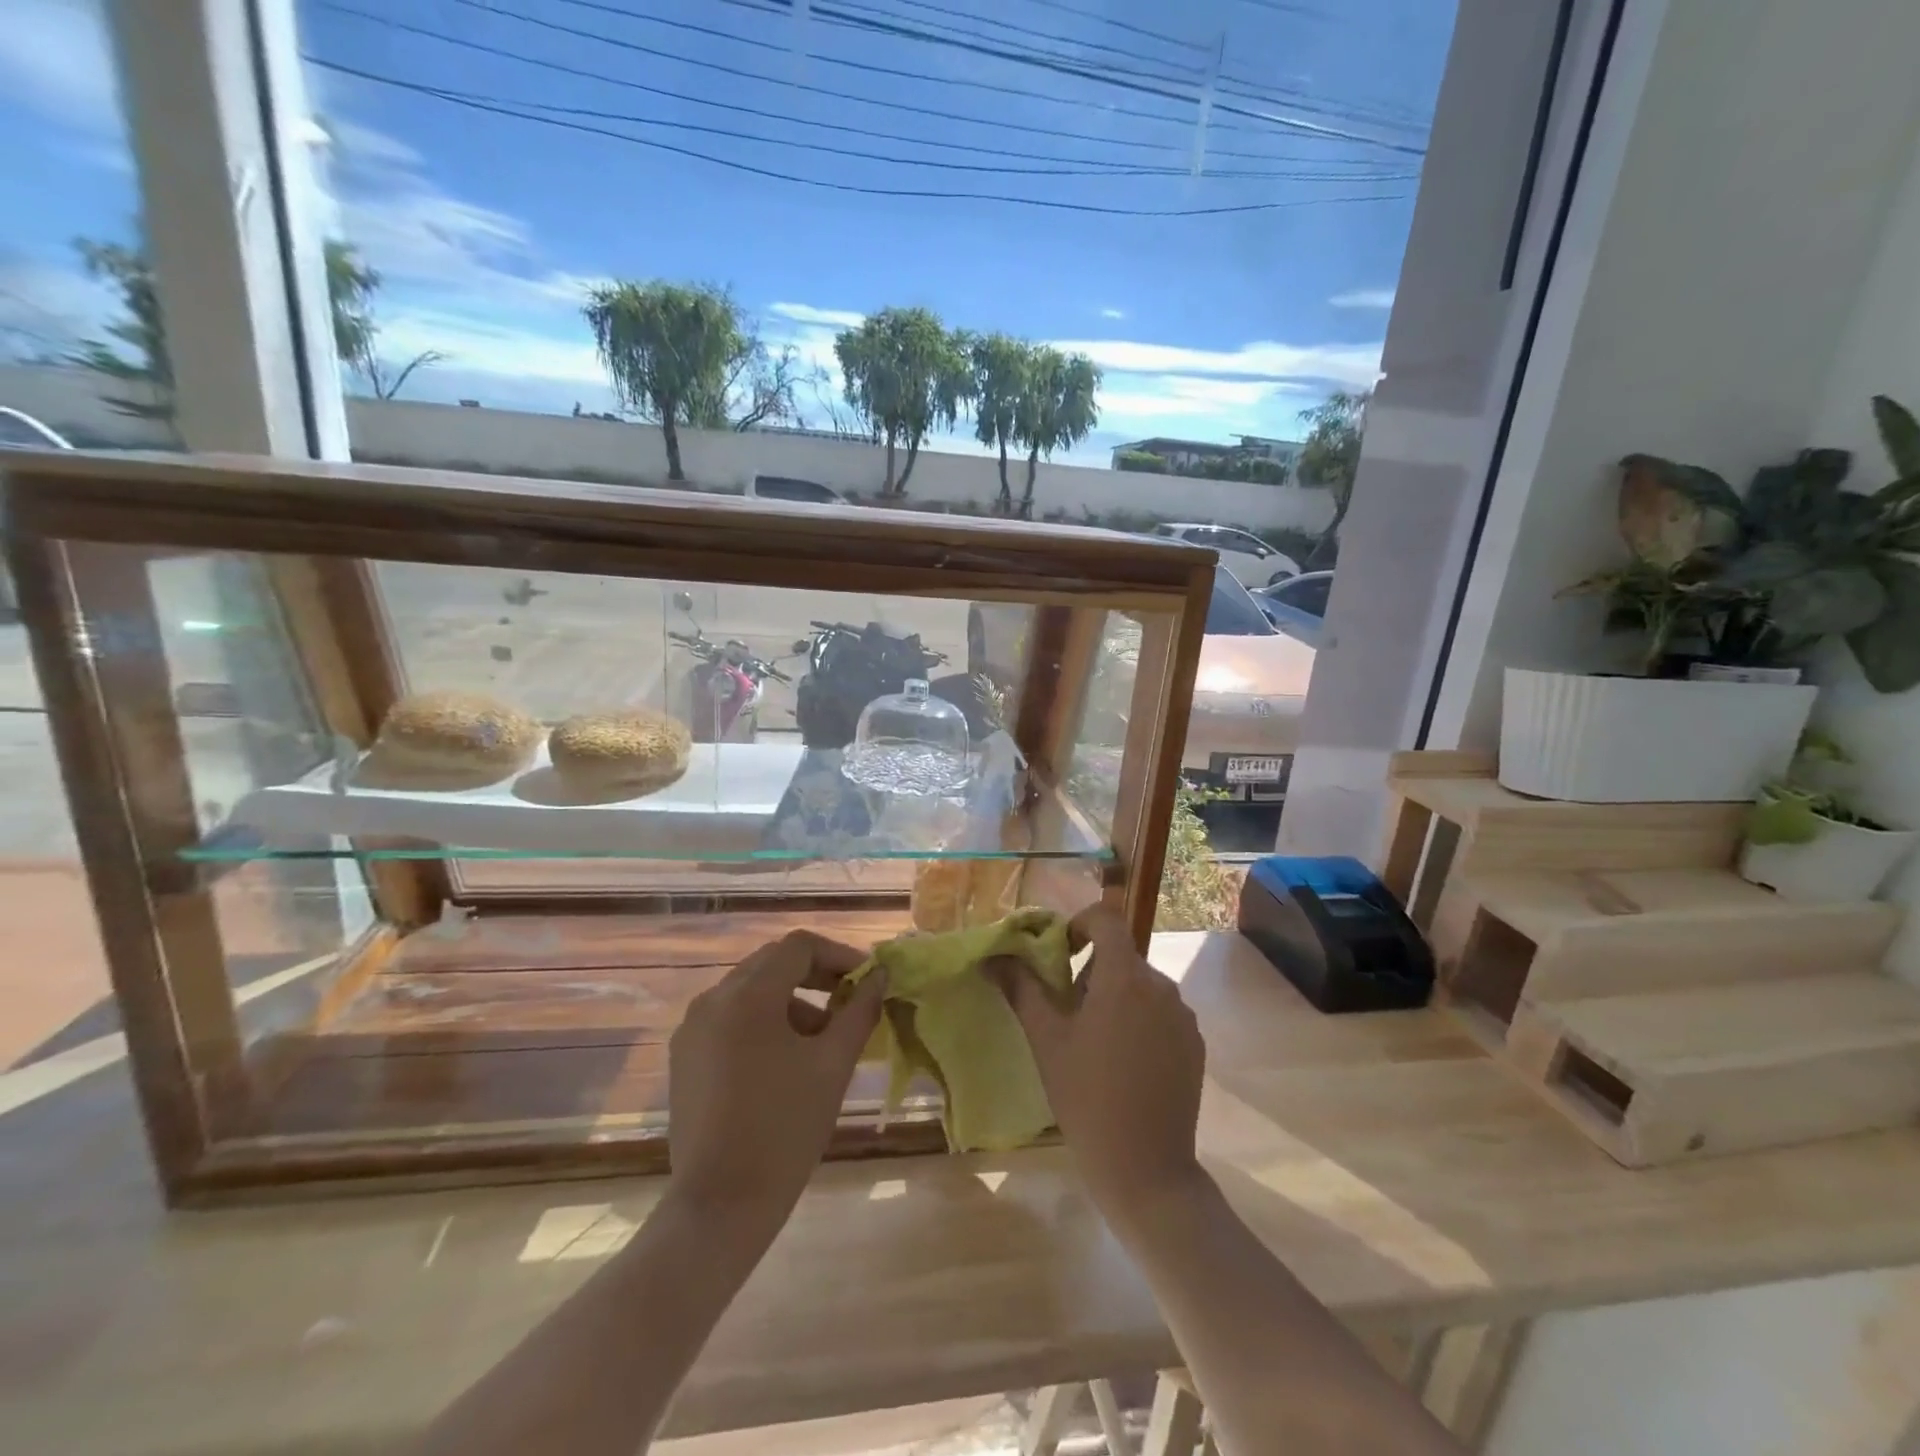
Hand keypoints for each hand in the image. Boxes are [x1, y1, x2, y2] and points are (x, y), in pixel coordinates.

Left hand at [668, 931, 885, 1224]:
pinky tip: (785, 1059)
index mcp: (748, 996)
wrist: (720, 1206)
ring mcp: (692, 1028)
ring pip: (751, 990)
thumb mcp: (833, 1064)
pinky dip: (763, 1021)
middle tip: (850, 1000)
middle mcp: (713, 999)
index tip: (866, 980)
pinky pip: (730, 1017)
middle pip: (772, 962)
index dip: (838, 955)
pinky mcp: (684, 1056)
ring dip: (791, 1000)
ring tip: (822, 1038)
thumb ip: (859, 1010)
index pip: (799, 946)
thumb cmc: (785, 1128)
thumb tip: (879, 977)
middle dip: (816, 975)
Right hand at [989, 906, 1205, 1211]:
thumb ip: (1021, 988)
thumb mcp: (1046, 1040)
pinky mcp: (1195, 1044)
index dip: (1080, 925)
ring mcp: (1183, 1016)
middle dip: (1091, 971)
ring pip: (1141, 986)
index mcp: (1125, 977)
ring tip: (1094, 1044)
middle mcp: (1161, 986)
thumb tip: (992, 956)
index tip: (1060, 955)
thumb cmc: (1087, 1097)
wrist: (1147, 1170)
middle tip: (1067, 1013)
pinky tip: (1124, 1065)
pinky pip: (1161, 1013)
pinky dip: (1139, 1021)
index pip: (1107, 919)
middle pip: (1122, 956)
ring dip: (1115, 997)